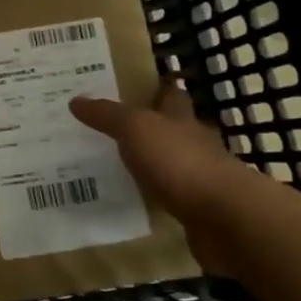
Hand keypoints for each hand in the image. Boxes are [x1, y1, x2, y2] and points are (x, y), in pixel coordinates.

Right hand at [70, 86, 250, 273]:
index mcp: (180, 118)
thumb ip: (107, 115)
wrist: (224, 216)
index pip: (171, 95)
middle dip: (153, 125)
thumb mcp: (136, 129)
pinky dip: (157, 195)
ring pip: (173, 162)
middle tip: (117, 126)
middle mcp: (194, 142)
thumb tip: (76, 100)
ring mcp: (200, 177)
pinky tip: (137, 199)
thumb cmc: (179, 161)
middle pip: (174, 128)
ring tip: (119, 164)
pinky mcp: (200, 209)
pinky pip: (173, 196)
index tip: (140, 84)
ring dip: (153, 162)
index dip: (159, 87)